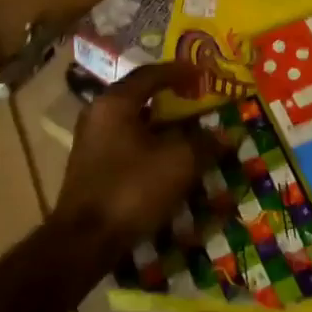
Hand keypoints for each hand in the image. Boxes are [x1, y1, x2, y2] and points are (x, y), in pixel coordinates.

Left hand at [56, 62, 232, 258]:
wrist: (84, 241)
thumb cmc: (131, 189)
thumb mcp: (178, 163)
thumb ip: (204, 143)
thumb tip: (226, 134)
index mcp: (115, 103)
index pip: (150, 74)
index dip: (180, 71)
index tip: (203, 72)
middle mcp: (98, 115)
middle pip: (140, 98)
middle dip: (172, 99)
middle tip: (198, 100)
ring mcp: (91, 143)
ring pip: (134, 124)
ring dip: (162, 126)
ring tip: (190, 131)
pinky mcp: (92, 168)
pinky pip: (127, 145)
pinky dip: (150, 145)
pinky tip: (169, 160)